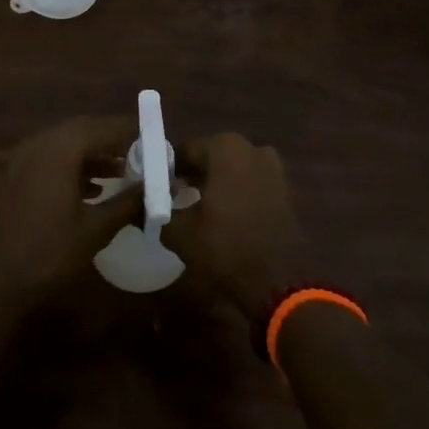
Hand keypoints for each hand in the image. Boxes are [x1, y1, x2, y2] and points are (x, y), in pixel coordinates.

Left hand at [0, 116, 141, 306]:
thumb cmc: (46, 253)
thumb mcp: (95, 230)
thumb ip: (128, 203)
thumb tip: (160, 190)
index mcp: (60, 149)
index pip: (104, 127)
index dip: (132, 132)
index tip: (156, 140)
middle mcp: (40, 144)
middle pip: (84, 130)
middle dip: (113, 141)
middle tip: (141, 155)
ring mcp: (22, 159)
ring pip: (66, 144)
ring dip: (94, 154)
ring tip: (123, 173)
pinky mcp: (14, 176)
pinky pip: (51, 159)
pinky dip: (74, 166)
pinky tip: (92, 190)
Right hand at [166, 134, 312, 319]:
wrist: (279, 279)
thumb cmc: (225, 247)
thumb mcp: (180, 233)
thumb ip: (158, 212)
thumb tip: (143, 207)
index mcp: (225, 148)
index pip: (185, 150)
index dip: (169, 169)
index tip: (158, 188)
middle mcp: (252, 148)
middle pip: (212, 156)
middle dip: (194, 173)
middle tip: (176, 197)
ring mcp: (273, 167)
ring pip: (234, 169)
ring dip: (217, 182)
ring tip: (200, 208)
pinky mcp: (285, 189)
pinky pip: (252, 182)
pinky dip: (237, 192)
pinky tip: (225, 216)